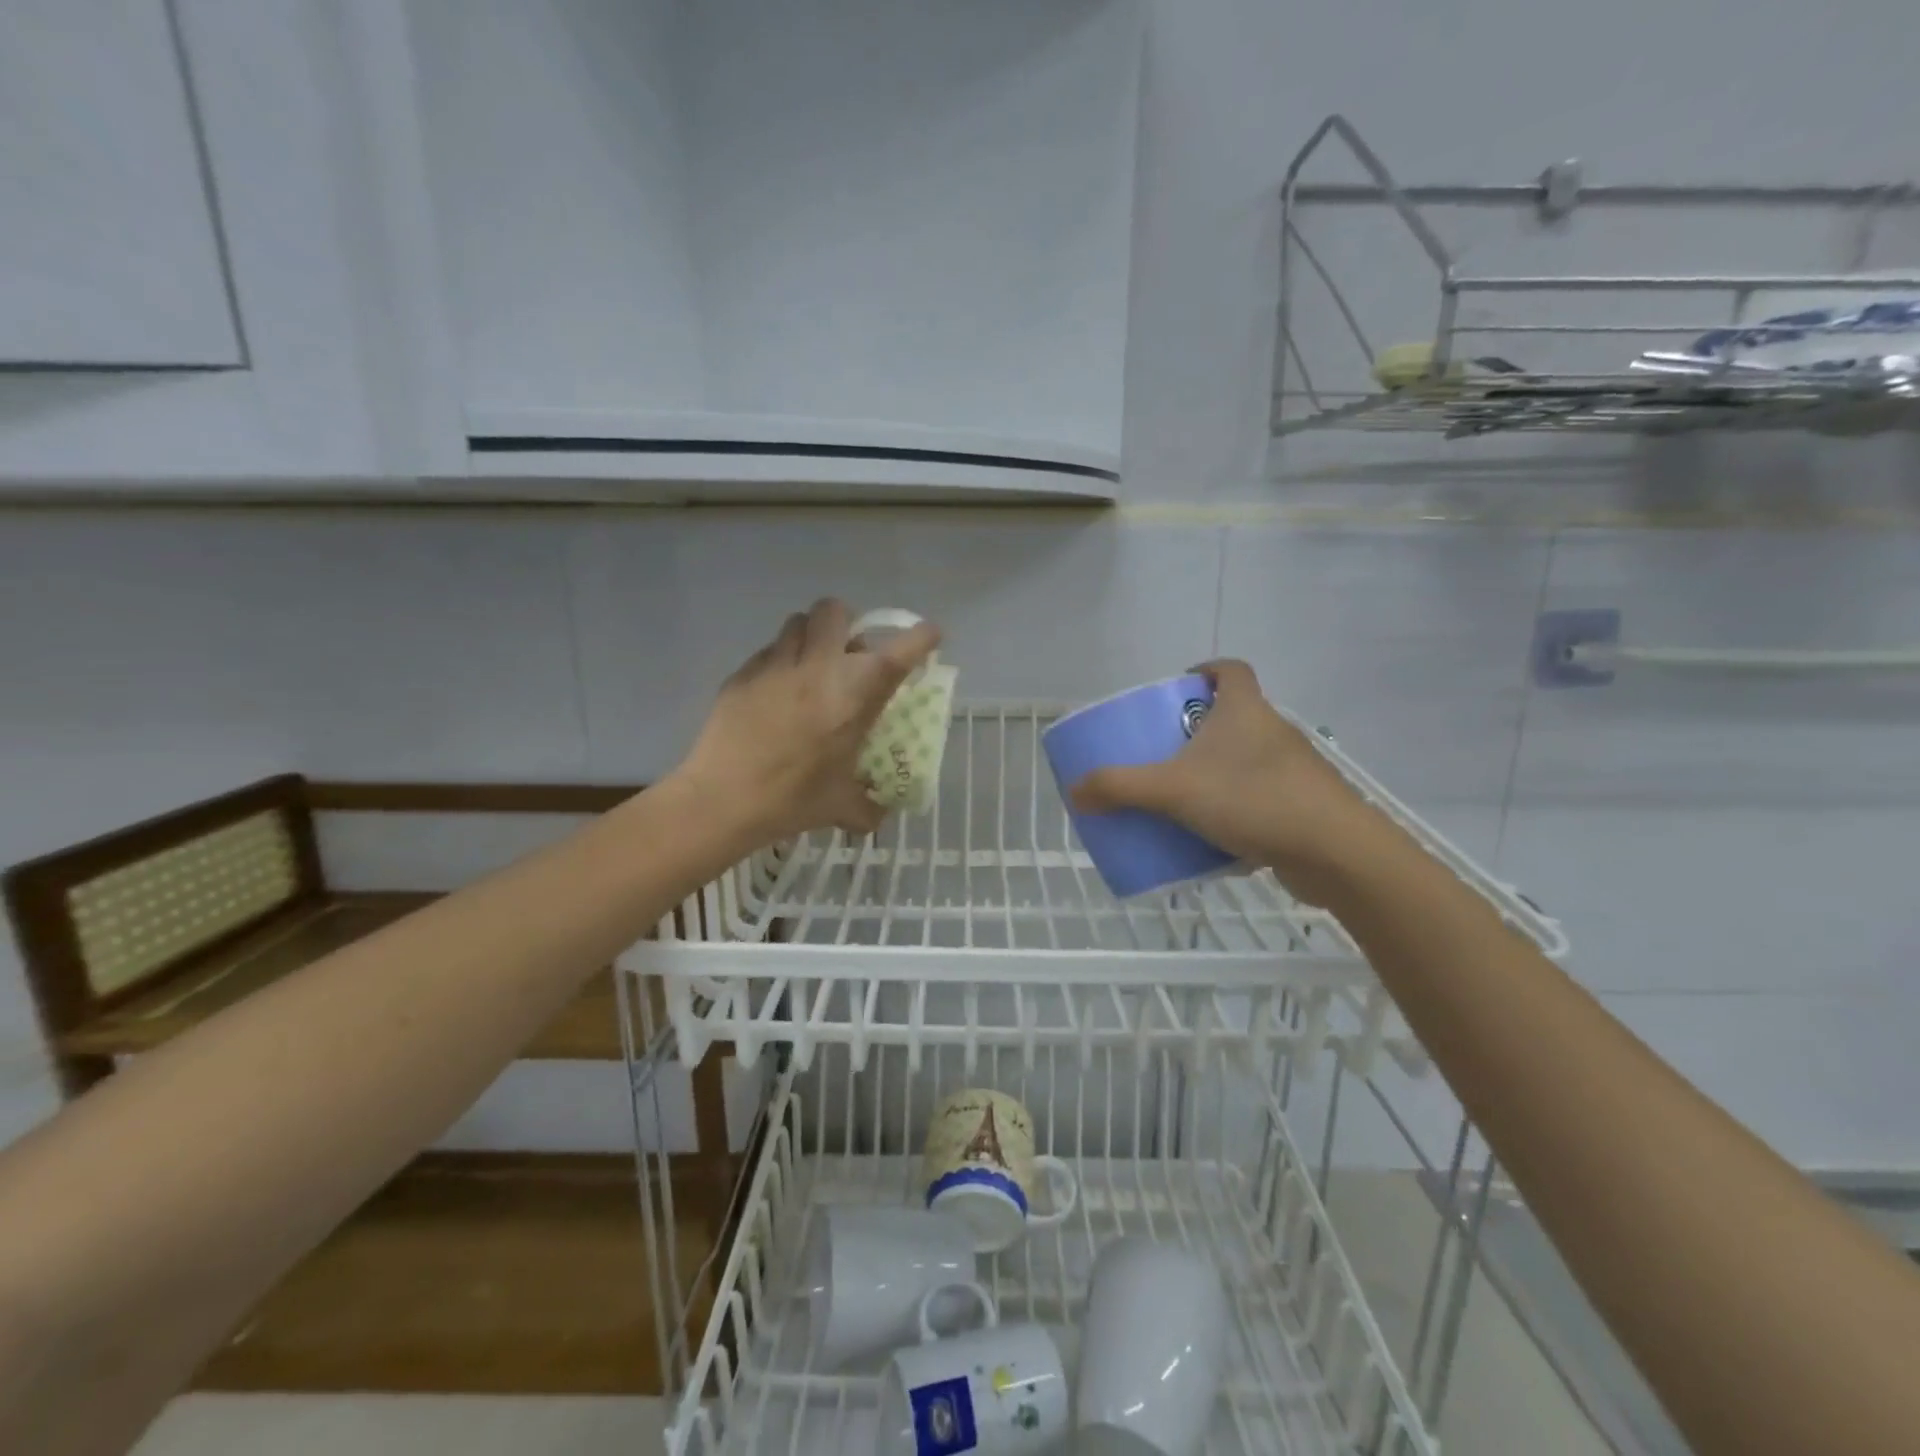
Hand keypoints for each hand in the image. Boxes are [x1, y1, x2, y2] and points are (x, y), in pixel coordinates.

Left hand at [676, 598, 940, 845]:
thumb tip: (878, 815)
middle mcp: (819, 668)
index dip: (921, 638)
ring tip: (811, 666)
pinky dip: (780, 662)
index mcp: (854, 696)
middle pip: (836, 611)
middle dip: (847, 624)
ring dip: (812, 636)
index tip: (930, 636)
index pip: (900, 652)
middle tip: (848, 653)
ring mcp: (776, 665)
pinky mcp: (743, 673)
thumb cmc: (792, 800)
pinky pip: (768, 651)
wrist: (722, 800)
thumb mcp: (841, 806)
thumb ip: (868, 807)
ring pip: (798, 622)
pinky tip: (775, 693)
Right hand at [1066, 660, 1377, 903]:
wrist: (1333, 851)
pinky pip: (1261, 797)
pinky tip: (1214, 835)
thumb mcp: (1172, 790)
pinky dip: (1237, 808)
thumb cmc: (1251, 798)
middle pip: (1233, 717)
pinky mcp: (1303, 805)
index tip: (1179, 687)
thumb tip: (1075, 792)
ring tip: (1183, 796)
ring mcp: (1293, 769)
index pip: (1230, 670)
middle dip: (1198, 731)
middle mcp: (1273, 730)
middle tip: (1164, 752)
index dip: (1205, 670)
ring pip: (1246, 760)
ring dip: (1217, 772)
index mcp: (1245, 710)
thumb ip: (1120, 788)